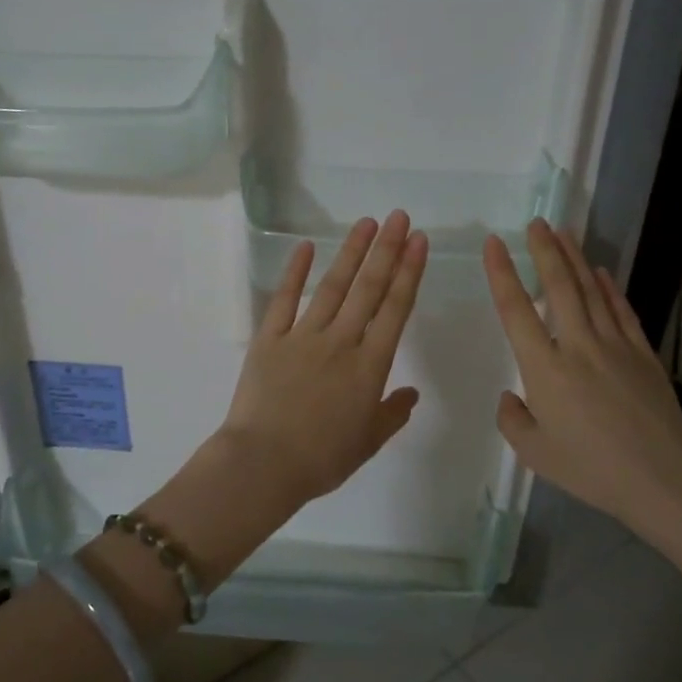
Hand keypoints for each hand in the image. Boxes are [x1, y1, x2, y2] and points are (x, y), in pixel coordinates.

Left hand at [218, 211, 427, 508]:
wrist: (263, 464)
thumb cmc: (321, 459)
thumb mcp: (367, 443)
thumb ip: (392, 414)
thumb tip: (411, 393)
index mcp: (369, 367)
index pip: (396, 310)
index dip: (409, 273)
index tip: (418, 242)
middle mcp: (341, 342)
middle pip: (368, 288)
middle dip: (386, 249)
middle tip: (399, 217)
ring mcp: (303, 337)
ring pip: (332, 286)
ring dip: (351, 252)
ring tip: (366, 223)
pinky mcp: (269, 339)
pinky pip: (284, 300)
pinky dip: (294, 272)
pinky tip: (305, 247)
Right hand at [484, 219, 681, 539]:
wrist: (662, 478)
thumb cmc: (591, 468)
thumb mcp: (534, 453)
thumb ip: (512, 419)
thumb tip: (511, 396)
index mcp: (545, 369)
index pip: (517, 310)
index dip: (502, 274)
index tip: (493, 243)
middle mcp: (578, 346)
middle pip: (559, 287)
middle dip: (544, 251)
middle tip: (535, 223)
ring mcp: (615, 346)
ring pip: (591, 291)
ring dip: (575, 259)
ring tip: (563, 233)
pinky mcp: (643, 354)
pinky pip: (623, 311)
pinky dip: (610, 287)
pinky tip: (602, 271)